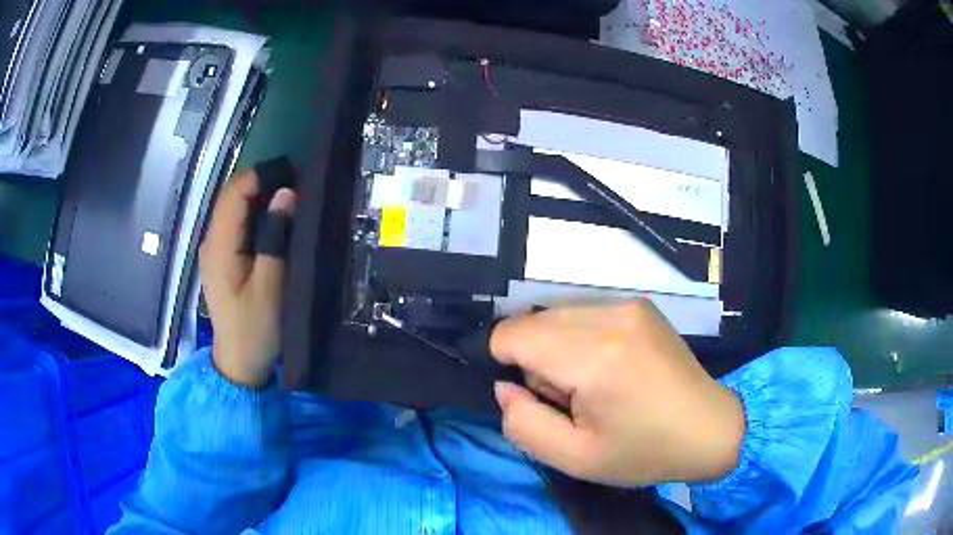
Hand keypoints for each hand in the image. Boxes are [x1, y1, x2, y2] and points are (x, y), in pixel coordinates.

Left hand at [199, 168, 295, 387]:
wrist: (238, 362)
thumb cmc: (256, 328)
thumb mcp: (271, 287)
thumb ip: (276, 238)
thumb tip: (286, 195)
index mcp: (219, 246)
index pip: (234, 194)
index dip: (260, 177)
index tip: (292, 173)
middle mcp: (211, 241)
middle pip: (230, 197)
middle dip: (259, 183)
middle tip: (295, 183)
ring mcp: (213, 250)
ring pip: (231, 208)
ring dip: (256, 197)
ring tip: (288, 196)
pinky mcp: (219, 258)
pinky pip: (233, 223)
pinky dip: (251, 212)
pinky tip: (271, 218)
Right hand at [491, 300, 744, 486]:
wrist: (709, 429)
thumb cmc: (643, 452)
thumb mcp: (574, 459)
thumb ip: (523, 424)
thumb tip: (505, 386)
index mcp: (594, 358)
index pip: (513, 333)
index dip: (505, 362)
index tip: (531, 396)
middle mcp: (610, 317)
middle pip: (535, 322)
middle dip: (535, 360)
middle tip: (570, 399)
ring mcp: (628, 306)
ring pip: (558, 316)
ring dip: (558, 349)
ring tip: (593, 384)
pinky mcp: (639, 305)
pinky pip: (585, 314)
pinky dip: (581, 339)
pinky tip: (610, 368)